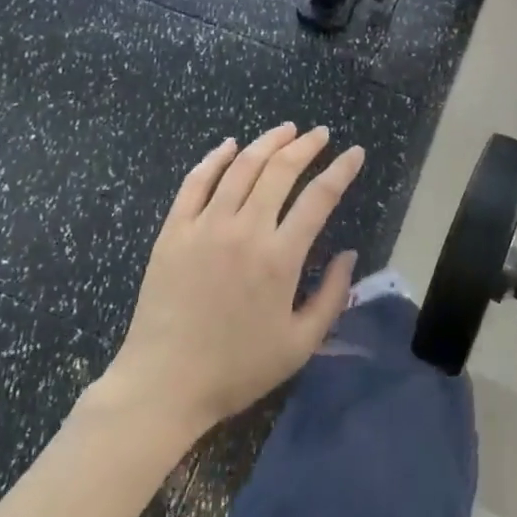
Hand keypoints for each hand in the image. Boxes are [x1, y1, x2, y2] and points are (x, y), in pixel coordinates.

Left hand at [97, 124, 362, 431]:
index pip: (320, 197)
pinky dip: (215, 158)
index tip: (355, 152)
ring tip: (286, 130)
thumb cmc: (236, 369)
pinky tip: (229, 145)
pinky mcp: (174, 231)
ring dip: (268, 141)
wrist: (162, 387)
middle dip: (306, 145)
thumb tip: (349, 254)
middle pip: (281, 169)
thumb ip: (332, 297)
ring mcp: (205, 226)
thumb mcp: (299, 345)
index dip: (342, 169)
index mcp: (279, 258)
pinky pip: (196, 182)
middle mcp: (245, 230)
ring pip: (241, 166)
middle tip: (320, 134)